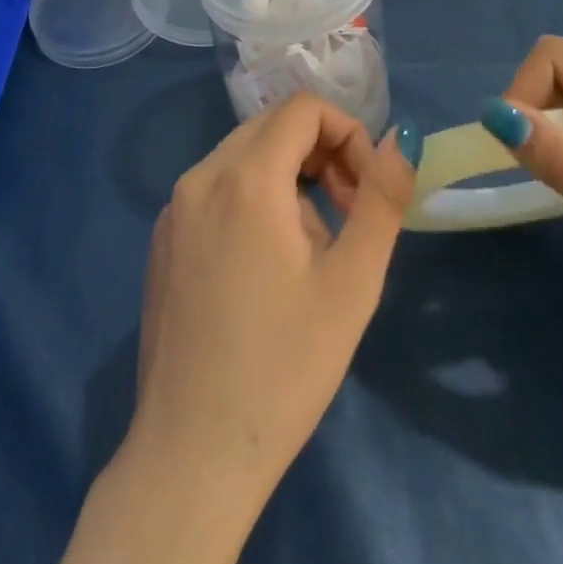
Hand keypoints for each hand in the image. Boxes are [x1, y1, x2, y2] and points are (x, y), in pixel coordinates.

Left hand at [129, 93, 417, 507]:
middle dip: (320, 154)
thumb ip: (381, 198)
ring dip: (288, 180)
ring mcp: (173, 207)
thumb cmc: (282, 368)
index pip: (303, 108)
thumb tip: (400, 139)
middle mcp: (200, 176)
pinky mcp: (162, 239)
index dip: (347, 132)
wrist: (190, 455)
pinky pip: (217, 189)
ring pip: (244, 156)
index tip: (364, 190)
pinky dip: (252, 200)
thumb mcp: (351, 283)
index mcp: (244, 177)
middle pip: (271, 126)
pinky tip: (264, 270)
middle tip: (347, 215)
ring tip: (308, 254)